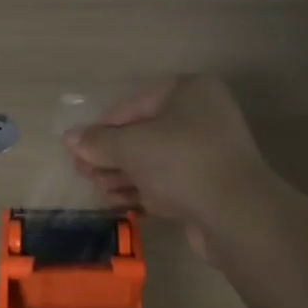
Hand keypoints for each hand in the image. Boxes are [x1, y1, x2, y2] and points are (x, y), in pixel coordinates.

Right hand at [64, 76, 267, 252]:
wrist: (236, 215)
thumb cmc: (181, 161)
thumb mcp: (131, 146)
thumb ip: (99, 142)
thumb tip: (70, 139)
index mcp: (190, 92)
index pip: (135, 104)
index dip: (103, 127)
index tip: (79, 148)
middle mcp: (202, 116)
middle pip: (144, 133)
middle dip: (111, 154)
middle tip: (83, 172)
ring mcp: (208, 153)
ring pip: (154, 160)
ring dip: (122, 174)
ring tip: (96, 188)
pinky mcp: (209, 187)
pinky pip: (168, 182)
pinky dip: (143, 190)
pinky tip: (118, 202)